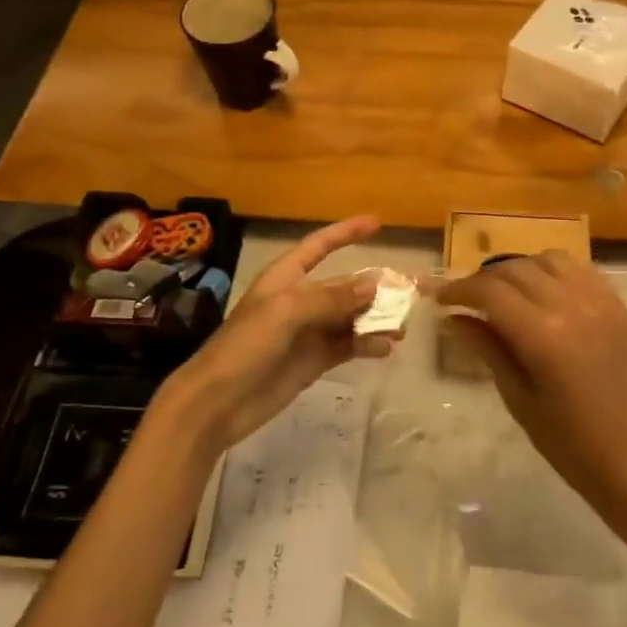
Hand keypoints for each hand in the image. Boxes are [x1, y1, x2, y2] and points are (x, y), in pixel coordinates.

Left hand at [153, 214, 396, 459]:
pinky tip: (384, 348)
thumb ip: (331, 298)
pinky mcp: (314, 361)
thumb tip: (374, 284)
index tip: (377, 223)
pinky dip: (366, 344)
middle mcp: (299, 300)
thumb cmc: (245, 347)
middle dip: (374, 287)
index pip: (319, 246)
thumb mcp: (286, 313)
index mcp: (285, 278)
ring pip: (350, 317)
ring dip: (375, 319)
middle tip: (409, 292)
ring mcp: (308, 332)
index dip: (346, 232)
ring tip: (401, 327)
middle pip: (343, 286)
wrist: (217, 403)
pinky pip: (347, 345)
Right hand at [437, 251, 626, 522]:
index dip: (460, 290)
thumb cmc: (572, 446)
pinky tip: (545, 294)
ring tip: (506, 293)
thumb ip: (487, 349)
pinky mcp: (621, 308)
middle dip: (484, 279)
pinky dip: (554, 273)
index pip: (491, 291)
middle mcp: (573, 307)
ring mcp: (602, 303)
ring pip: (550, 261)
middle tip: (467, 300)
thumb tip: (452, 318)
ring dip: (520, 269)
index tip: (441, 300)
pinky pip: (582, 271)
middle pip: (516, 269)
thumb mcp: (519, 399)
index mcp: (544, 337)